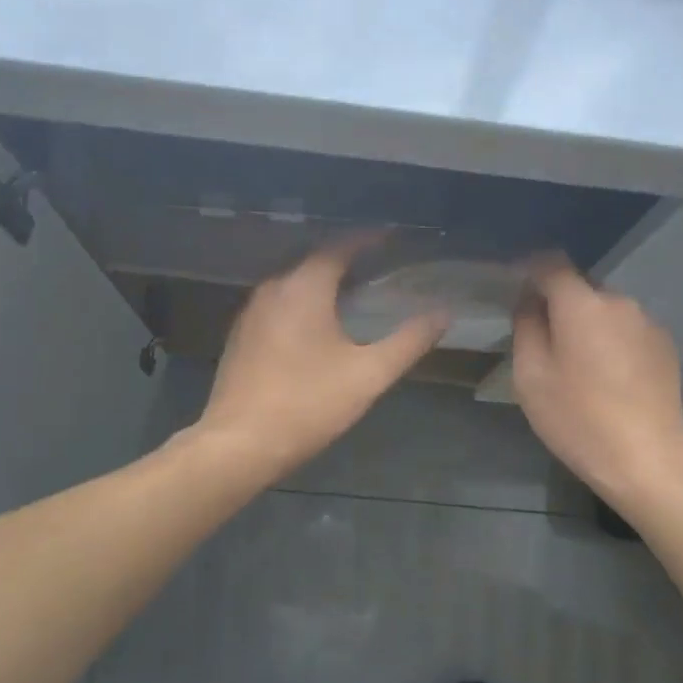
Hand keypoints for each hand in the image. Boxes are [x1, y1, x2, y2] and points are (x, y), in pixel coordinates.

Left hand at [197, 239, 448, 478]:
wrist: (238, 444)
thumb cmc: (308, 404)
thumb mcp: (368, 374)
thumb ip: (409, 341)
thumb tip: (443, 313)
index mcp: (304, 288)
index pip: (339, 247)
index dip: (368, 240)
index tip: (392, 238)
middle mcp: (273, 289)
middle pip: (313, 261)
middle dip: (346, 260)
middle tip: (378, 266)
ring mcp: (250, 313)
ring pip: (293, 284)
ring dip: (321, 283)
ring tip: (352, 293)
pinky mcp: (240, 337)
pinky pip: (277, 305)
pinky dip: (301, 304)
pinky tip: (316, 326)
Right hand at [511, 259, 682, 508]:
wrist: (646, 460)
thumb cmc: (578, 419)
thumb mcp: (531, 376)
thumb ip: (526, 327)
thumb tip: (529, 300)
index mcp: (582, 305)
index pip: (551, 264)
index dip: (529, 268)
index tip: (514, 284)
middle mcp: (619, 302)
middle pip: (580, 287)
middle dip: (558, 301)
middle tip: (542, 335)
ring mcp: (648, 323)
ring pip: (605, 309)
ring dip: (587, 322)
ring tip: (576, 360)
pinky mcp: (665, 346)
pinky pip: (627, 329)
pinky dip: (611, 339)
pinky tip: (607, 375)